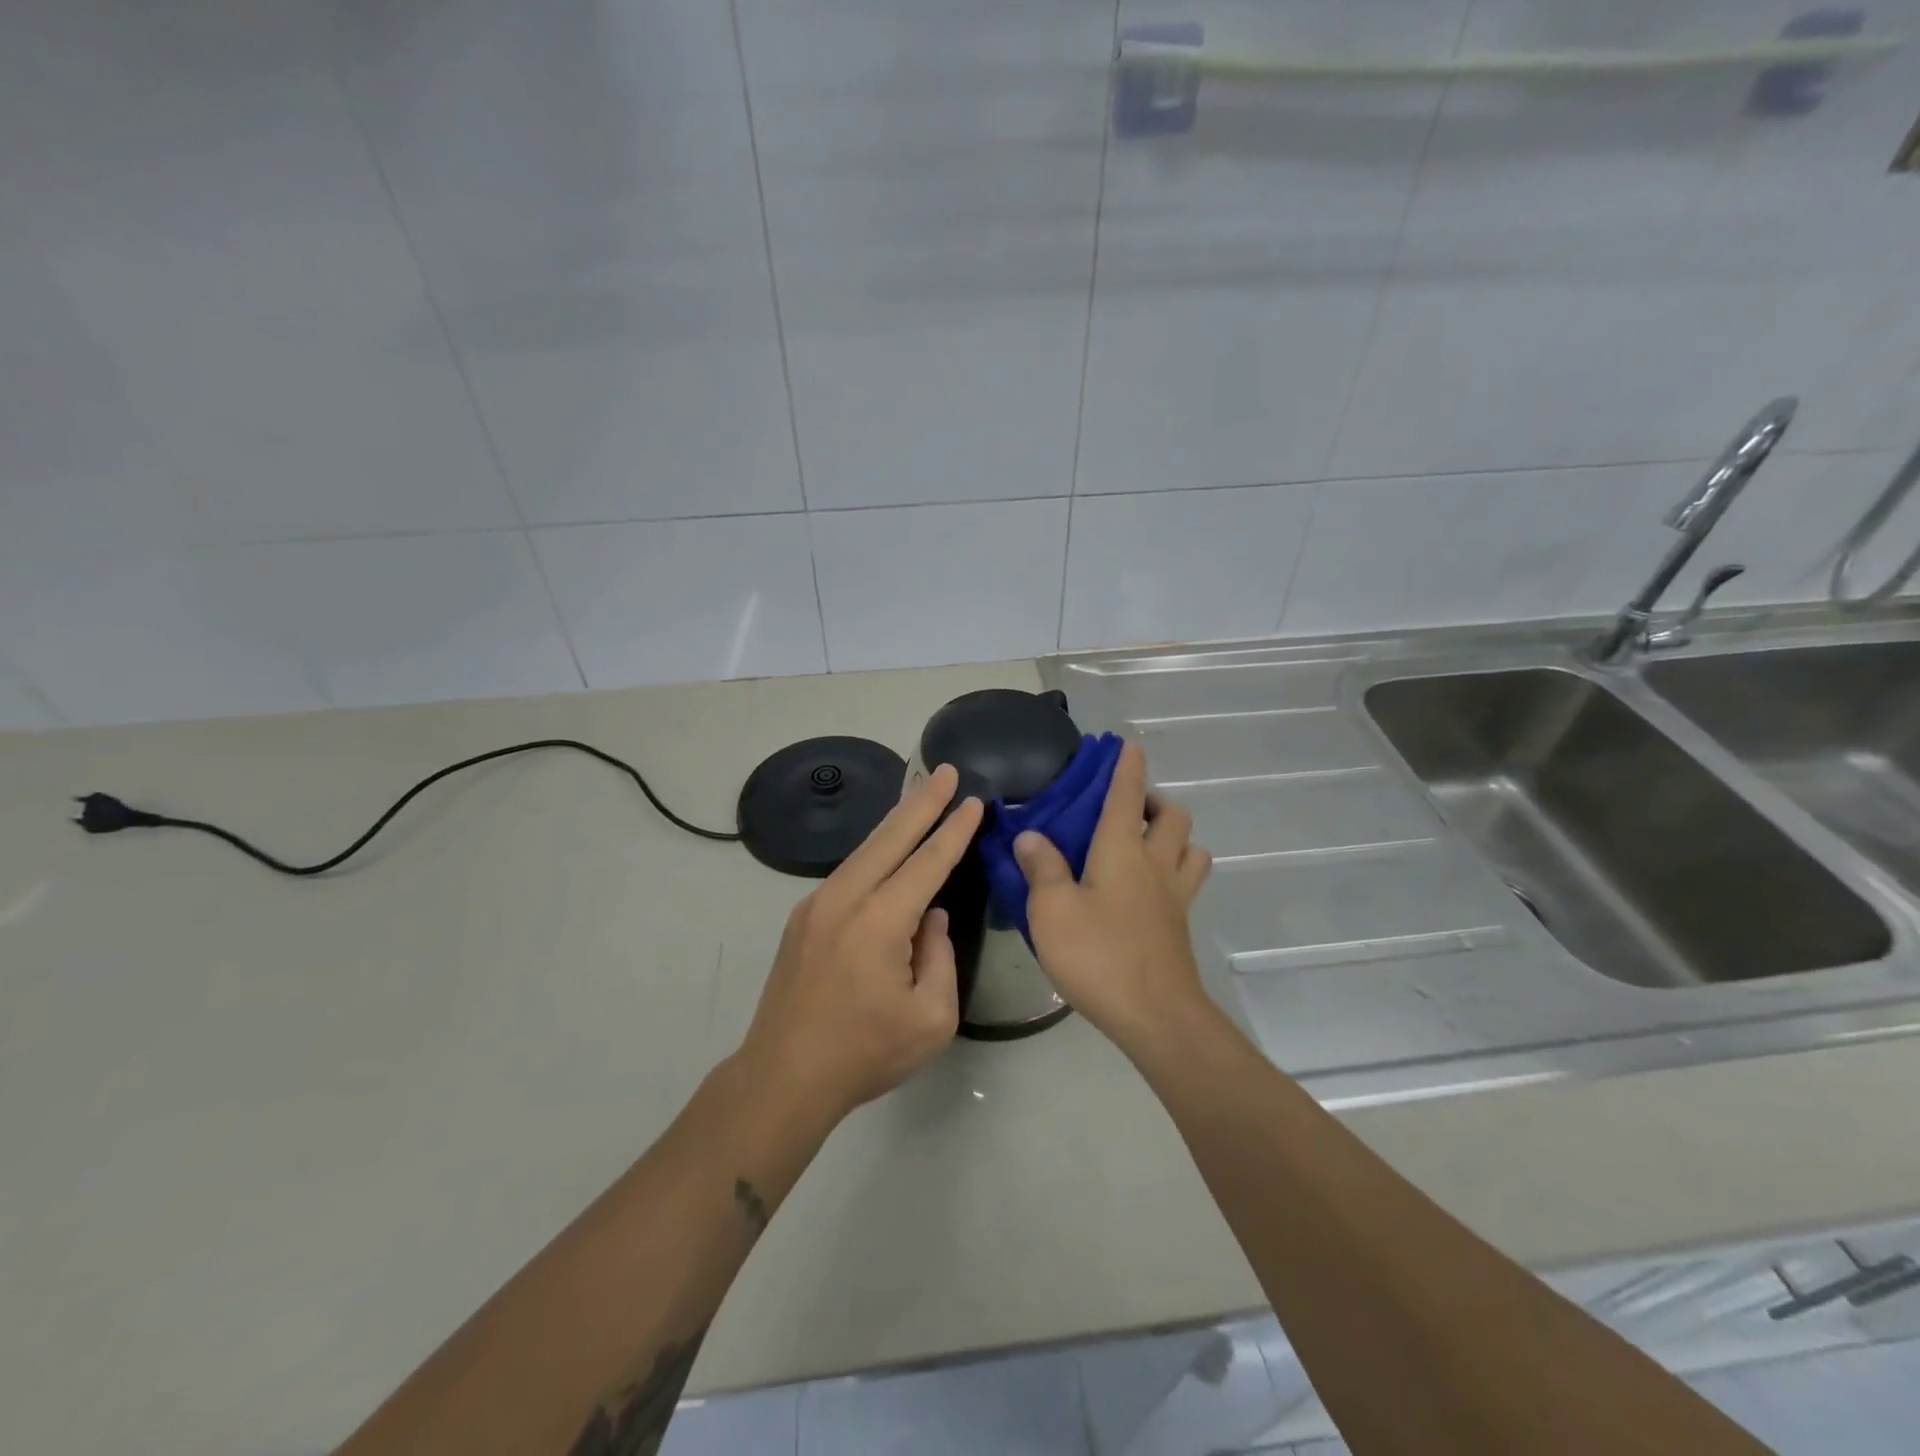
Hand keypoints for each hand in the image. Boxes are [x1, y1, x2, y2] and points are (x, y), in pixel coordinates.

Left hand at [737, 763, 983, 1124]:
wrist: (783, 1076)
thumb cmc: (865, 1053)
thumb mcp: (931, 1018)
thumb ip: (940, 957)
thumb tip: (932, 917)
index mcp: (879, 922)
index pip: (927, 862)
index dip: (953, 830)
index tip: (972, 800)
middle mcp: (845, 899)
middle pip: (890, 837)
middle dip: (922, 802)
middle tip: (944, 770)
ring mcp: (817, 905)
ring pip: (865, 849)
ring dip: (896, 821)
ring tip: (921, 796)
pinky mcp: (803, 917)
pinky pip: (849, 871)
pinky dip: (875, 849)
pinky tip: (888, 846)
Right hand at [1014, 742, 1212, 1053]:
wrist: (1156, 1015)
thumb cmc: (1098, 954)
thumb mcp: (1052, 910)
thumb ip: (1041, 867)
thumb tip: (1030, 835)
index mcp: (1122, 850)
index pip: (1127, 796)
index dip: (1127, 768)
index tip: (1128, 745)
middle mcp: (1155, 863)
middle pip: (1173, 816)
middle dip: (1155, 801)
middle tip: (1129, 809)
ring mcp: (1174, 896)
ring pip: (1191, 847)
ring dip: (1174, 836)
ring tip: (1146, 845)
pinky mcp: (1180, 925)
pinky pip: (1187, 881)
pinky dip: (1176, 870)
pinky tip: (1149, 889)